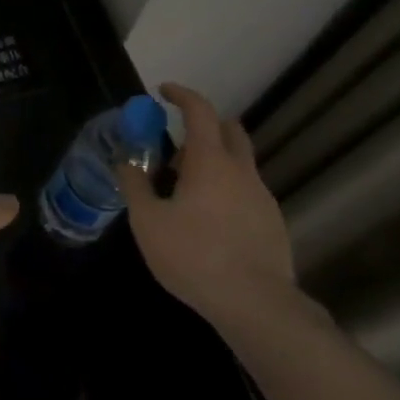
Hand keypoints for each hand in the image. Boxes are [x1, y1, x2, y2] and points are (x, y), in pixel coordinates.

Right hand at [118, 83, 296, 329]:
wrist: (258, 307)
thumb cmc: (195, 257)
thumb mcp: (148, 222)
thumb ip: (135, 186)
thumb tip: (125, 162)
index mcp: (210, 161)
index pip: (199, 110)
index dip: (181, 95)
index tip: (163, 92)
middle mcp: (241, 171)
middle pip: (230, 130)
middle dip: (204, 127)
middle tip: (178, 149)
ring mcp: (262, 197)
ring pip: (239, 164)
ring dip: (215, 164)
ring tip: (187, 195)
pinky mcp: (274, 224)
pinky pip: (247, 193)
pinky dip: (228, 192)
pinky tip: (211, 225)